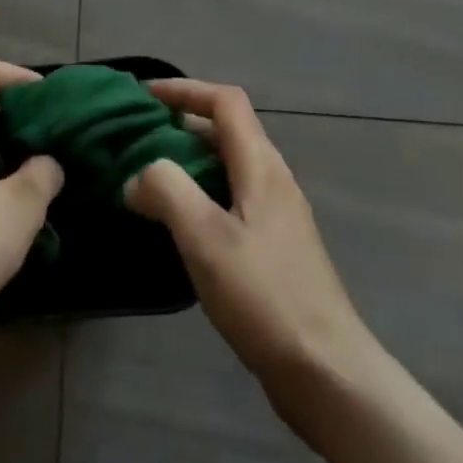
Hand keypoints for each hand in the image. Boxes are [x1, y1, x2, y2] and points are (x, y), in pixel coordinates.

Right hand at [125, 80, 373, 443]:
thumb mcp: (205, 236)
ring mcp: (278, 216)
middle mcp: (273, 180)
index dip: (184, 90)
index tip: (143, 96)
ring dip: (188, 161)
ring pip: (227, 167)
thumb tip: (138, 177)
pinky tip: (177, 226)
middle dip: (181, 124)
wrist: (326, 372)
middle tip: (136, 137)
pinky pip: (231, 200)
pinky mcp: (274, 248)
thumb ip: (167, 190)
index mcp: (261, 166)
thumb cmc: (264, 295)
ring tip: (147, 178)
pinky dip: (200, 195)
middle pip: (226, 130)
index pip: (225, 102)